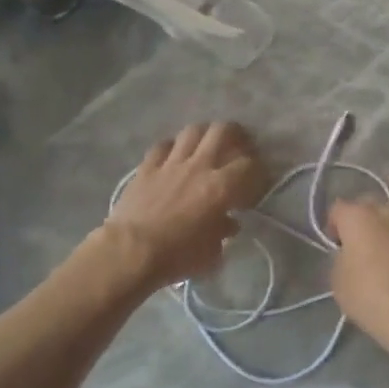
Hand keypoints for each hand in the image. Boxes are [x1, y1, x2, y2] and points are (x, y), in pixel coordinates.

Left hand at [108, 123, 268, 288]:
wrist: (131, 251)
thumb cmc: (177, 256)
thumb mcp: (211, 254)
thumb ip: (223, 233)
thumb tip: (228, 223)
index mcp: (221, 186)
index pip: (249, 165)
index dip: (258, 170)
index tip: (257, 181)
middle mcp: (199, 165)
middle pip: (222, 131)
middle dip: (236, 134)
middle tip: (239, 145)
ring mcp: (171, 162)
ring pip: (193, 131)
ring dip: (204, 135)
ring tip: (207, 145)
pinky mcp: (147, 166)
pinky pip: (163, 145)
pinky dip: (172, 147)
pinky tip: (174, 156)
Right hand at [328, 200, 388, 365]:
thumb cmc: (372, 297)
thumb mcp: (338, 282)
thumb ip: (341, 257)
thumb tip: (351, 254)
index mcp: (360, 215)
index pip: (338, 210)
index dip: (334, 228)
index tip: (336, 248)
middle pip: (371, 209)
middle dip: (365, 224)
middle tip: (363, 251)